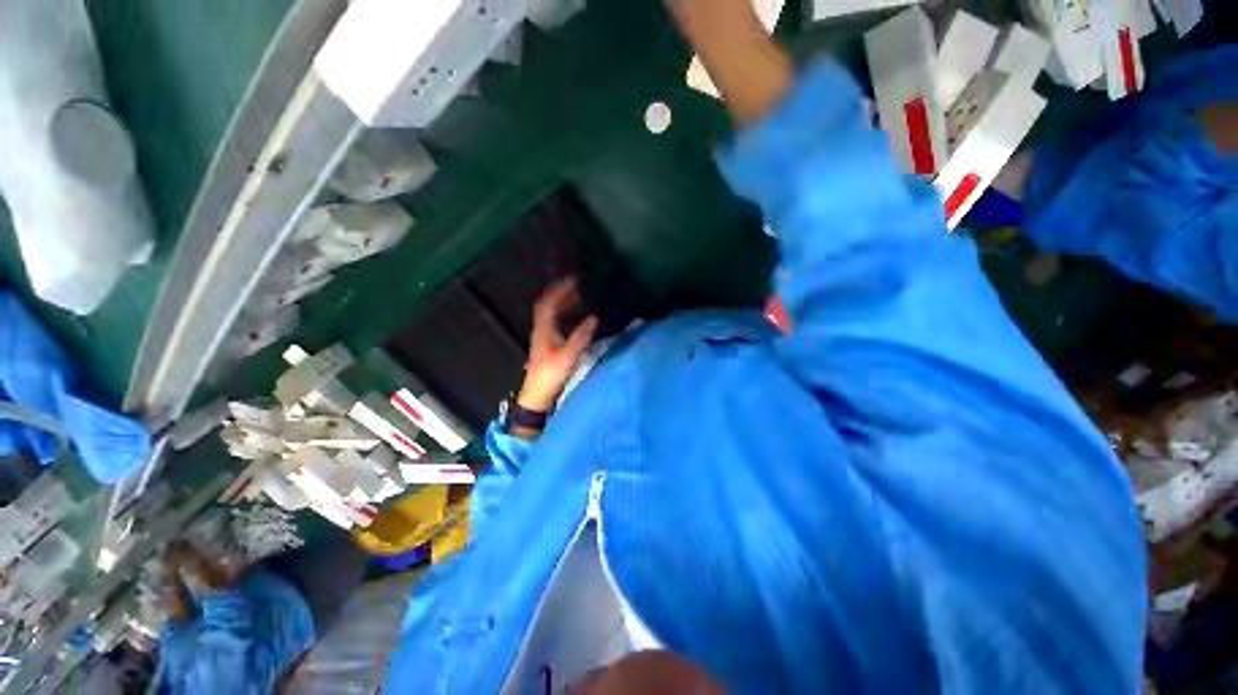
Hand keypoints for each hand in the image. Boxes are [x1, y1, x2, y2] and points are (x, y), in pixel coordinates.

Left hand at [519, 279, 597, 412]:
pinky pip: (555, 323)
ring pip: (551, 314)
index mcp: (543, 329)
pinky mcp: (547, 345)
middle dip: (560, 294)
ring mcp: (543, 337)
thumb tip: (593, 317)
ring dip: (562, 304)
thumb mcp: (568, 355)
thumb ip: (581, 336)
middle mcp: (541, 330)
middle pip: (547, 306)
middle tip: (576, 286)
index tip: (572, 281)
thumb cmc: (551, 374)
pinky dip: (564, 315)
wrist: (538, 395)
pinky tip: (574, 318)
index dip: (559, 290)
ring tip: (577, 298)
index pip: (548, 303)